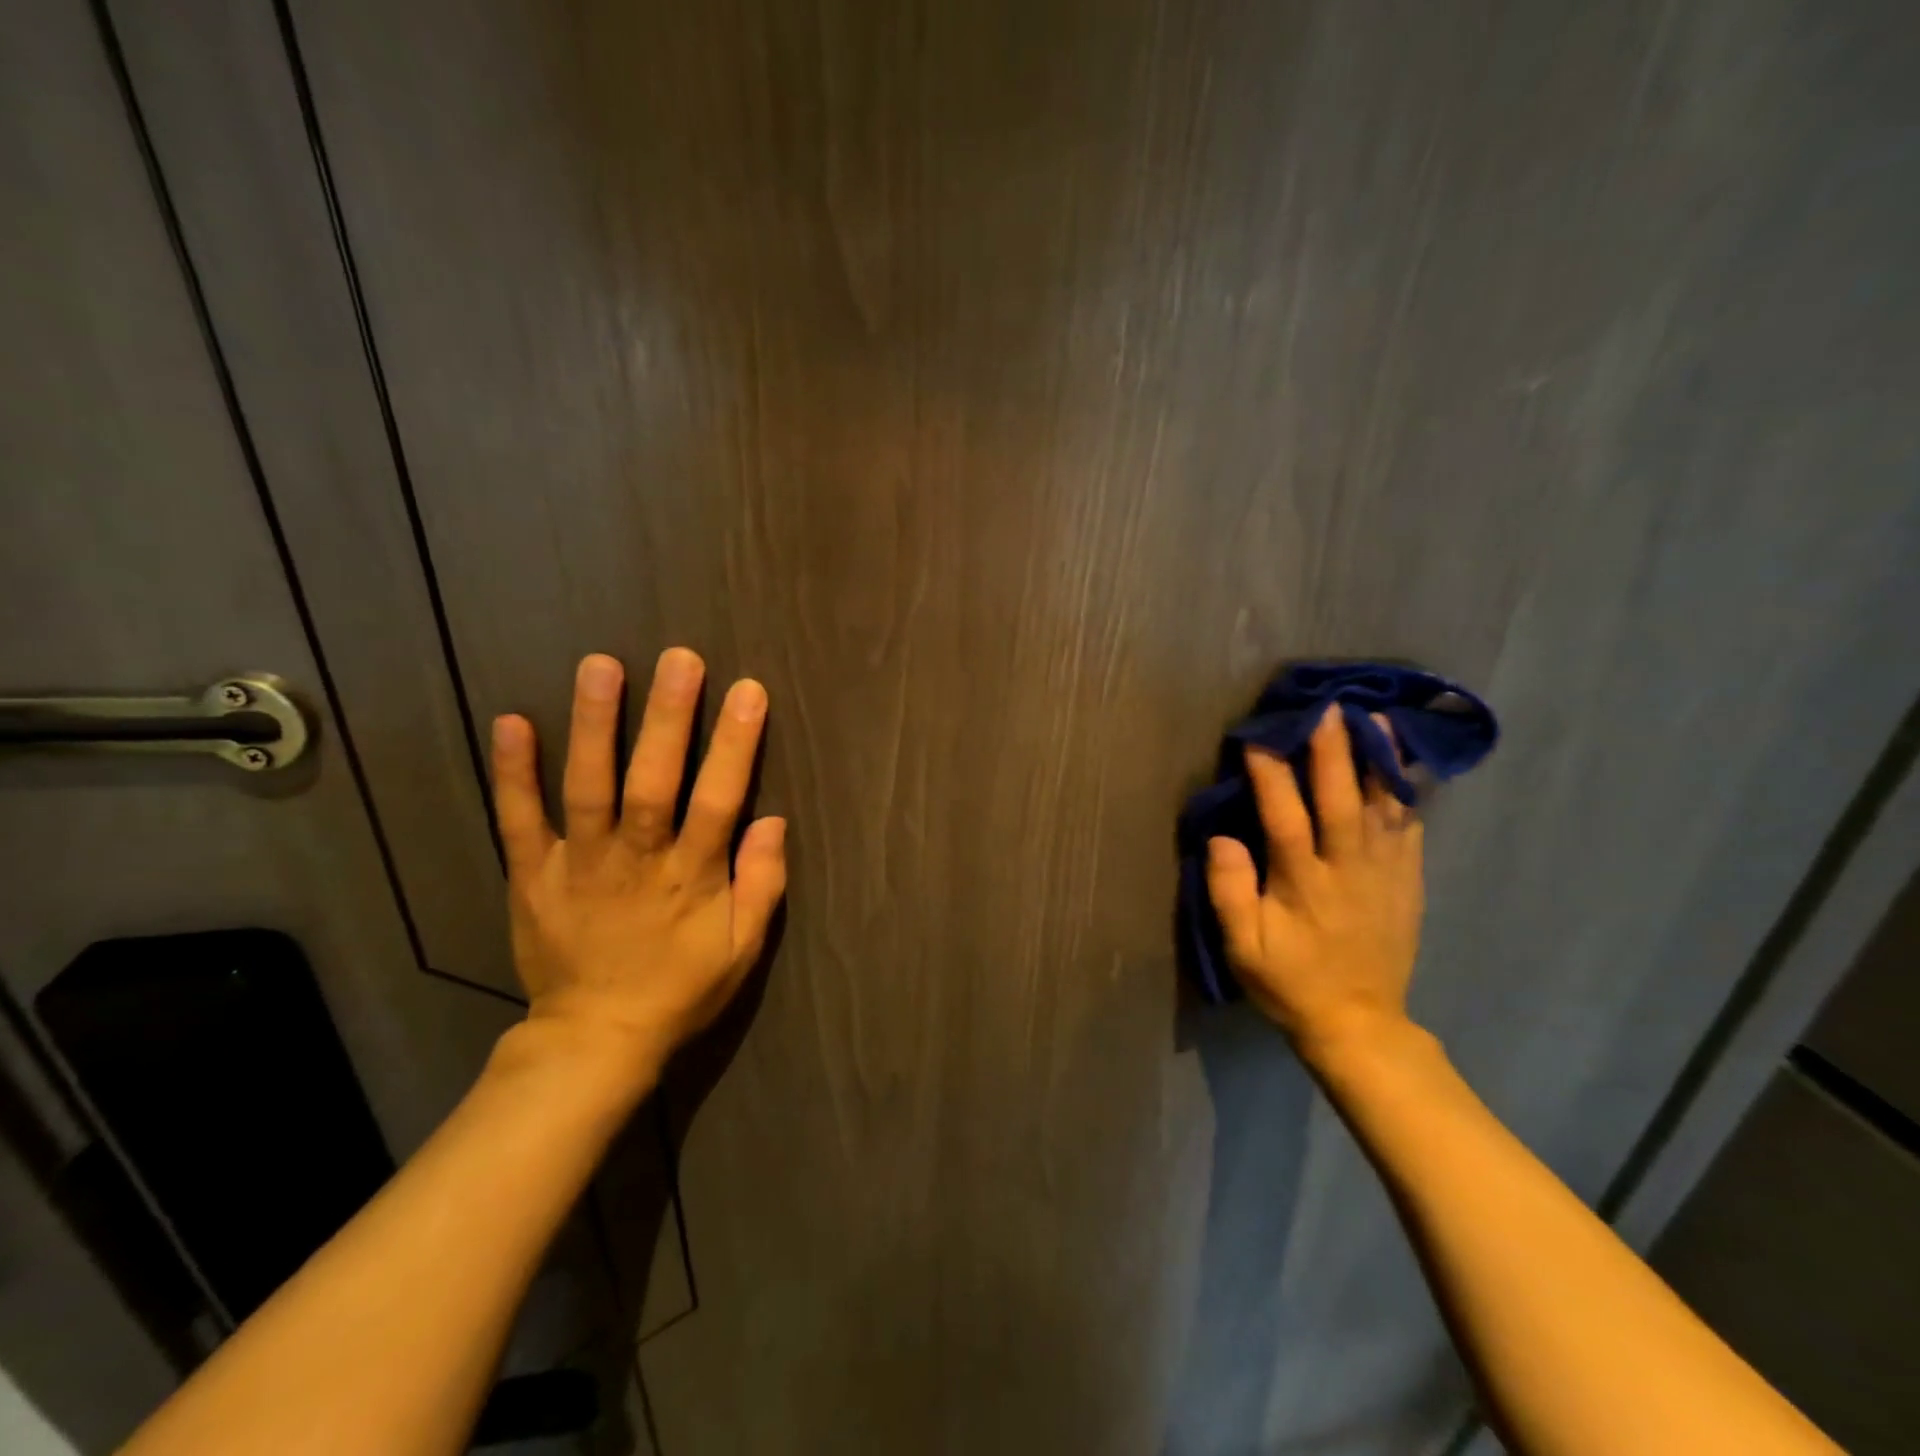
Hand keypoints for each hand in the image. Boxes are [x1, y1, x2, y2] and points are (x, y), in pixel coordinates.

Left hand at [488, 649, 787, 1081]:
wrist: (595, 1038)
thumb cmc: (681, 988)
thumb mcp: (743, 949)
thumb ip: (763, 885)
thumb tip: (773, 820)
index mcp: (691, 878)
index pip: (718, 801)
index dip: (734, 746)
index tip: (748, 692)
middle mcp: (636, 860)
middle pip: (653, 783)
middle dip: (669, 719)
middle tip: (680, 659)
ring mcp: (578, 865)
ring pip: (587, 788)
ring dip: (594, 727)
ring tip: (601, 667)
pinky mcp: (532, 875)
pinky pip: (518, 820)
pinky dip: (512, 773)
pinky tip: (511, 721)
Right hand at [1205, 704, 1424, 1061]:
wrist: (1359, 1022)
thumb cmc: (1291, 982)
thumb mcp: (1244, 948)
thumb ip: (1230, 892)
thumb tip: (1222, 838)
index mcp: (1302, 883)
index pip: (1284, 818)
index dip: (1271, 776)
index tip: (1259, 738)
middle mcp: (1347, 868)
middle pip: (1340, 800)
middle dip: (1332, 751)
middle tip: (1327, 708)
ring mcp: (1384, 873)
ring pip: (1383, 806)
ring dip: (1377, 760)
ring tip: (1376, 718)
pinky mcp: (1407, 882)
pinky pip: (1411, 828)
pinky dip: (1407, 792)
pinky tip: (1405, 764)